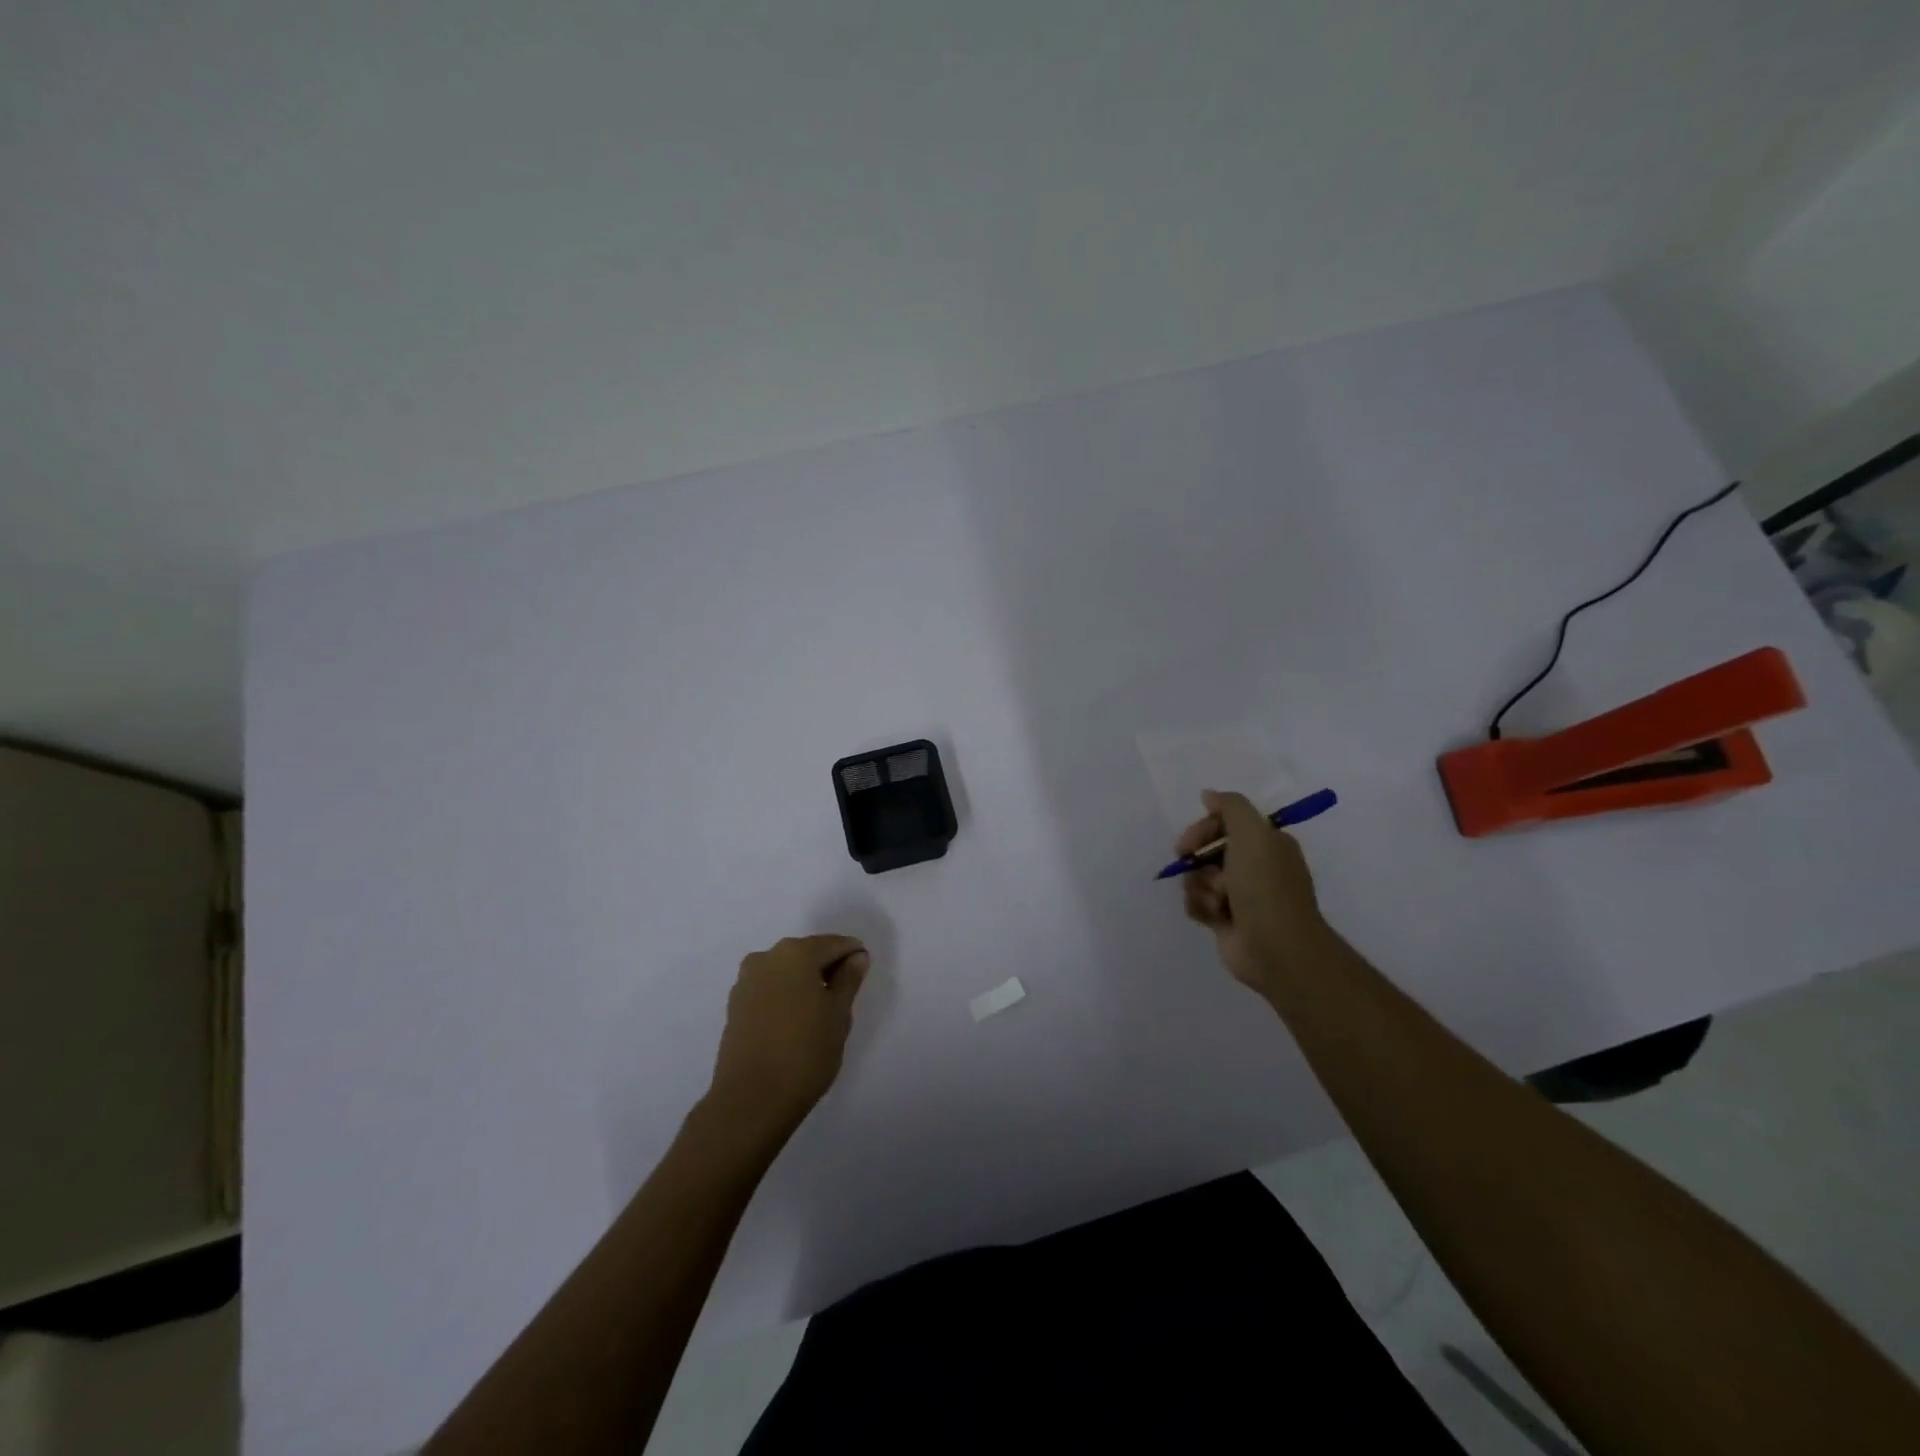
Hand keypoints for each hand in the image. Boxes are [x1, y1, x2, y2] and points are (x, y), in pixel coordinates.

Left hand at [705, 934, 869, 1138]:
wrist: (750, 1100)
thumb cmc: (805, 1052)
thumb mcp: (839, 1015)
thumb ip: (849, 980)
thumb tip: (856, 957)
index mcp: (795, 953)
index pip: (834, 944)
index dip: (853, 956)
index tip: (863, 975)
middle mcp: (766, 957)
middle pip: (807, 954)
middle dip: (827, 968)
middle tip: (845, 996)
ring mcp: (746, 981)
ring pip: (786, 972)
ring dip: (805, 983)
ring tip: (820, 1013)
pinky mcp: (735, 1006)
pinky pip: (769, 989)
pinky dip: (786, 997)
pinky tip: (796, 1022)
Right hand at [1178, 790, 1329, 998]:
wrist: (1276, 947)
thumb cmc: (1265, 886)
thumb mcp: (1253, 832)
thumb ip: (1230, 806)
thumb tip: (1208, 795)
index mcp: (1267, 843)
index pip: (1225, 824)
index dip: (1203, 830)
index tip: (1189, 843)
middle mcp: (1254, 866)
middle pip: (1207, 850)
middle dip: (1198, 860)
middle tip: (1192, 866)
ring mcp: (1239, 894)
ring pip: (1198, 877)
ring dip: (1200, 887)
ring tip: (1217, 902)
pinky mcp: (1225, 919)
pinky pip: (1197, 902)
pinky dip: (1200, 907)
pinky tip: (1212, 916)